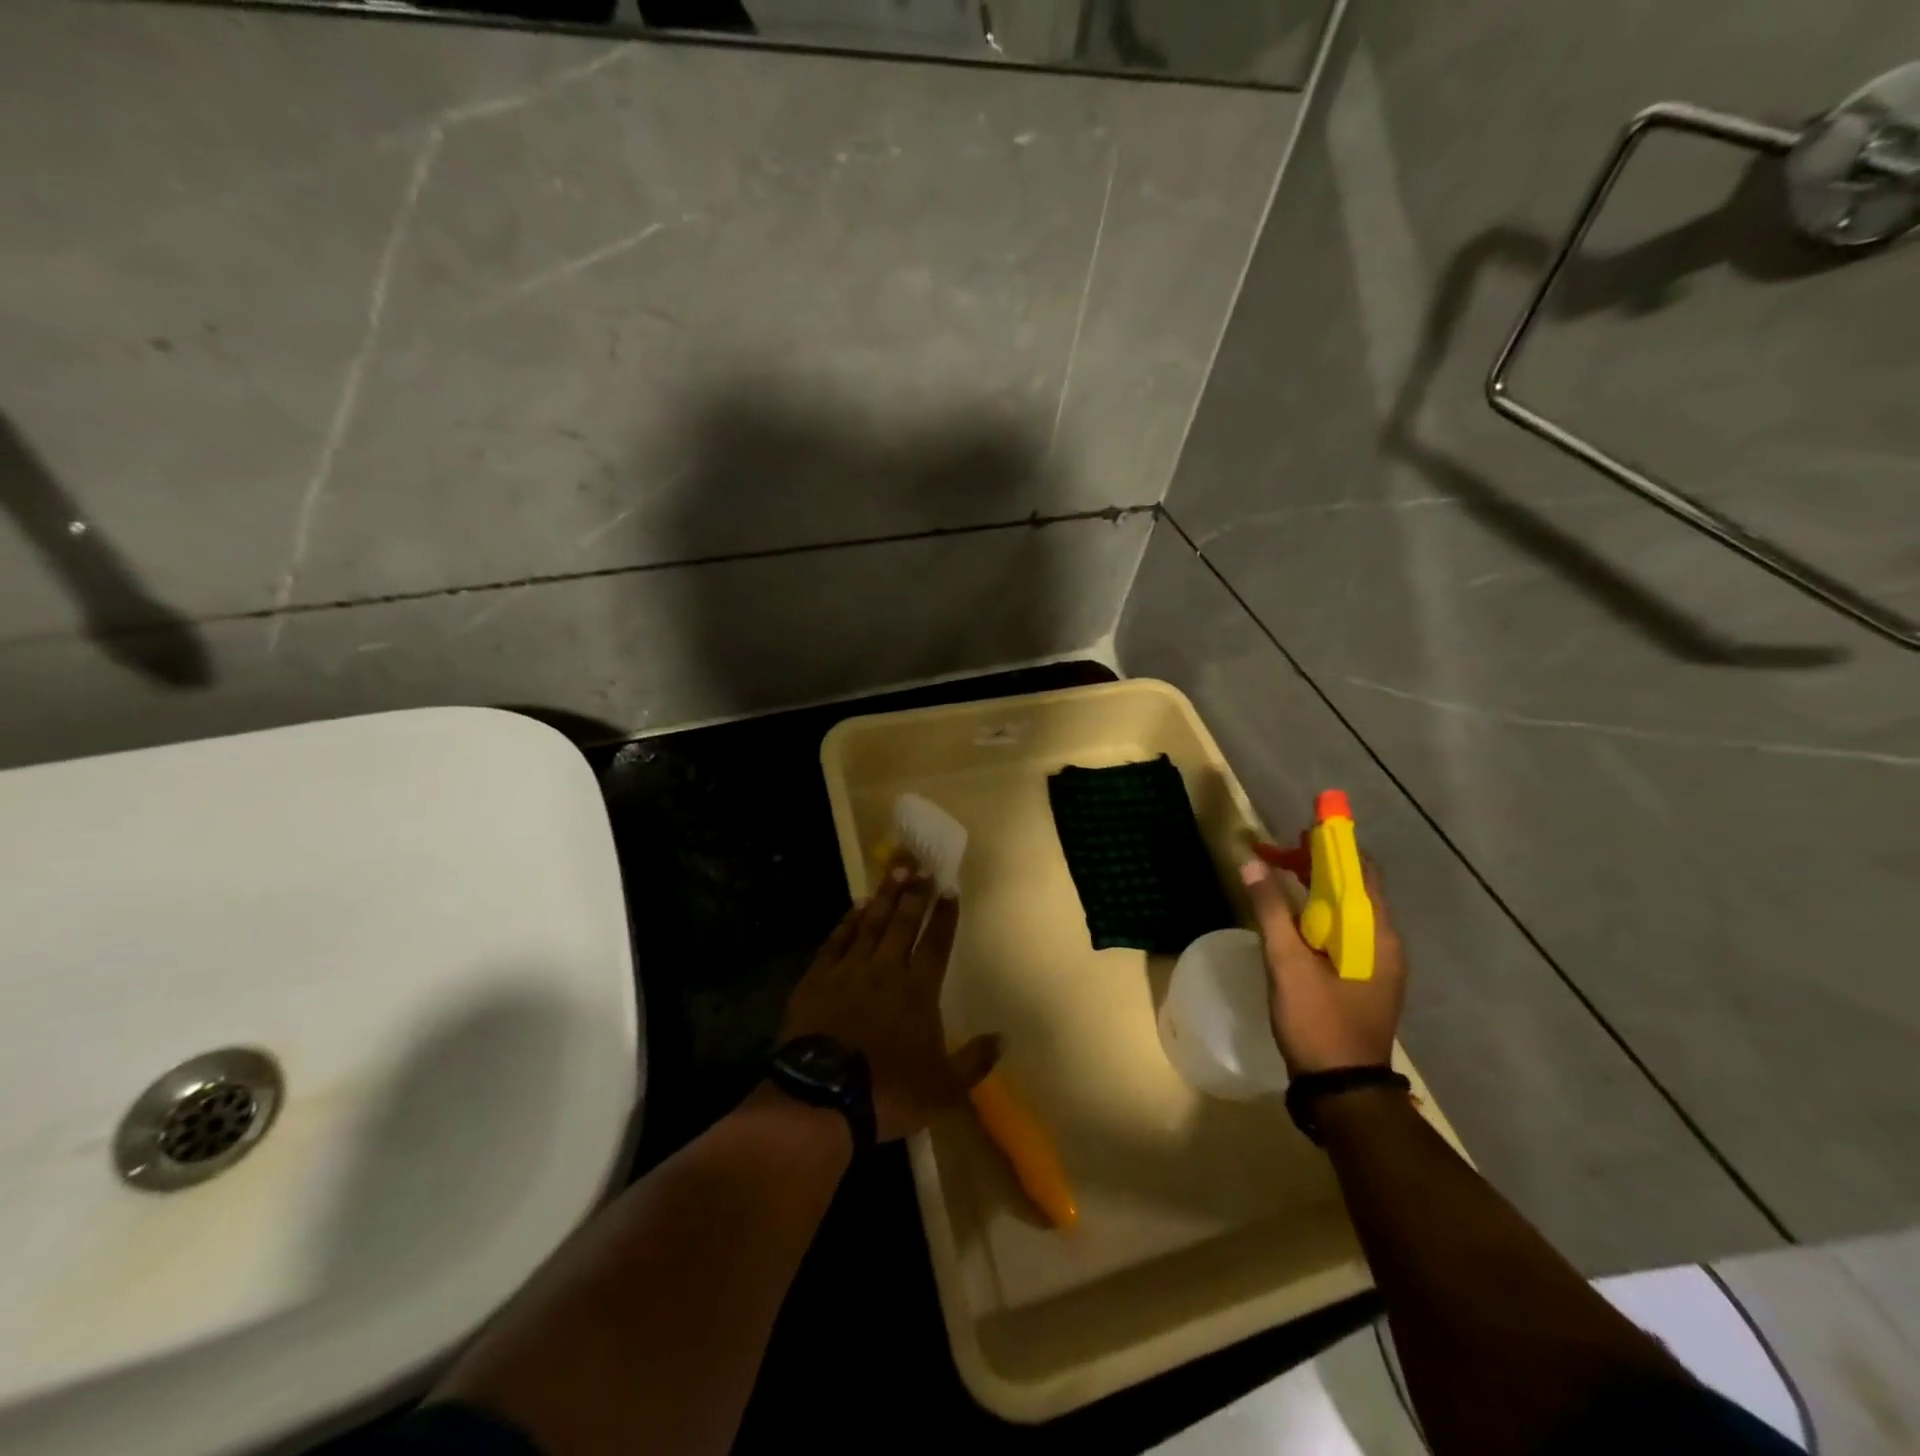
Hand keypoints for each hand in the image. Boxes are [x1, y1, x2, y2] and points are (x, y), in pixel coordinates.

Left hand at [780, 851, 999, 1141]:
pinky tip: (854, 907)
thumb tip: (1004, 1038)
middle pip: (903, 924)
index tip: (949, 888)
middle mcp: (887, 971)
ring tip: (894, 872)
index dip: (944, 915)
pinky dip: (847, 922)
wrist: (824, 1098)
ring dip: (884, 897)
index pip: (936, 944)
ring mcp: (849, 971)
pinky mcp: (817, 979)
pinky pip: (836, 941)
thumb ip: (975, 1061)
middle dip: (915, 895)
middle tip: (921, 867)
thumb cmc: (890, 1093)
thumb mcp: (945, 1089)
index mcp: (919, 992)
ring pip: (870, 925)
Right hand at [1240, 856, 1408, 1076]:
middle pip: (1354, 886)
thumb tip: (1251, 863)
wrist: (1343, 1089)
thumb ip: (1270, 911)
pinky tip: (1291, 918)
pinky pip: (1344, 930)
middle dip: (1316, 864)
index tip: (1298, 828)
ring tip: (1277, 877)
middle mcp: (1384, 942)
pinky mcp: (1364, 977)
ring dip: (1315, 887)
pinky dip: (1318, 912)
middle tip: (1274, 854)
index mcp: (1375, 934)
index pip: (1361, 870)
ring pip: (1347, 909)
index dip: (1332, 844)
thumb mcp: (1288, 964)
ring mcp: (1377, 962)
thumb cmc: (1318, 1022)